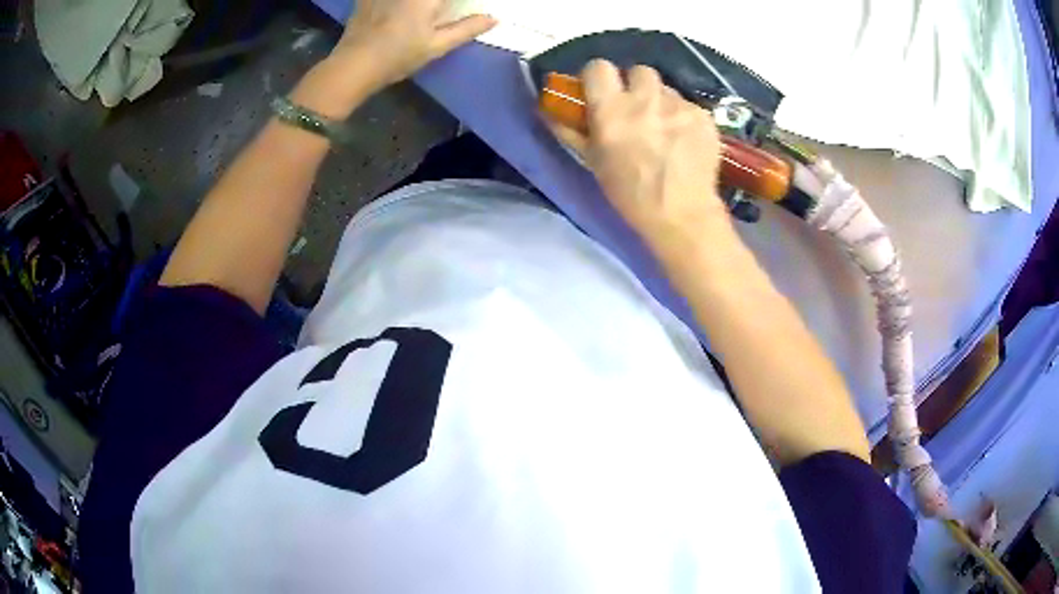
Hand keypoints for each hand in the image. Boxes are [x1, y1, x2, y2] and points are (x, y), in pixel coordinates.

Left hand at [332, 0, 495, 87]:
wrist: (353, 65)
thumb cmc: (398, 56)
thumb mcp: (436, 46)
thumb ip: (467, 29)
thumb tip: (494, 18)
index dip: (457, 3)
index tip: (460, 8)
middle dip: (438, 4)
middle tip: (439, 12)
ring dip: (423, 4)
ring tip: (427, 12)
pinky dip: (396, 3)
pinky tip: (396, 10)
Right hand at [551, 60, 731, 260]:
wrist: (682, 214)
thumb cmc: (630, 194)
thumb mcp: (594, 163)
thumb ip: (572, 131)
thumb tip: (549, 111)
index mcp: (611, 109)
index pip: (598, 67)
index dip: (599, 76)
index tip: (602, 91)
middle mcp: (645, 99)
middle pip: (638, 71)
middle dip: (636, 85)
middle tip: (638, 110)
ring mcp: (678, 105)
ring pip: (666, 89)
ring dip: (661, 102)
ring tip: (665, 130)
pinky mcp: (703, 116)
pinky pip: (688, 106)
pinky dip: (684, 119)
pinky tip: (685, 142)